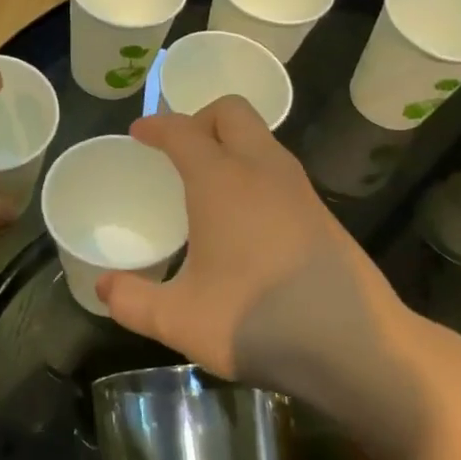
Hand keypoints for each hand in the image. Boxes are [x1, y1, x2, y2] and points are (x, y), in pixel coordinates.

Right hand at [96, 97, 434, 459]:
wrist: (357, 347)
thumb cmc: (258, 323)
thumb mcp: (180, 320)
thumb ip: (133, 301)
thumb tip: (104, 288)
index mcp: (222, 181)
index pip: (183, 130)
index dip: (156, 126)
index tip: (139, 134)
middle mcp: (262, 170)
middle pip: (231, 112)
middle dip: (199, 119)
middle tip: (178, 153)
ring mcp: (299, 189)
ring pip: (261, 138)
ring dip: (230, 144)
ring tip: (207, 184)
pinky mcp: (322, 212)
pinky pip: (278, 168)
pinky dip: (253, 171)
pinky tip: (244, 219)